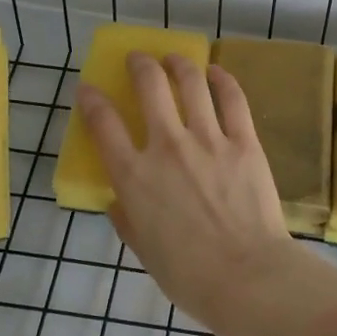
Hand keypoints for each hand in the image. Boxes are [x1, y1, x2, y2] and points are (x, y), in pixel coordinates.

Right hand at [75, 53, 303, 335]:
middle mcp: (167, 147)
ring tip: (174, 58)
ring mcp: (208, 139)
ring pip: (190, 83)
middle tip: (138, 59)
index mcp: (135, 177)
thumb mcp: (144, 251)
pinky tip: (216, 72)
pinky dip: (222, 80)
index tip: (88, 89)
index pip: (103, 124)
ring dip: (178, 64)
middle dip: (139, 65)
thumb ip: (127, 219)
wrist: (247, 277)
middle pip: (149, 86)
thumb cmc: (190, 275)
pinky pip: (232, 99)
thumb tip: (120, 200)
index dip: (91, 101)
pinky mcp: (243, 141)